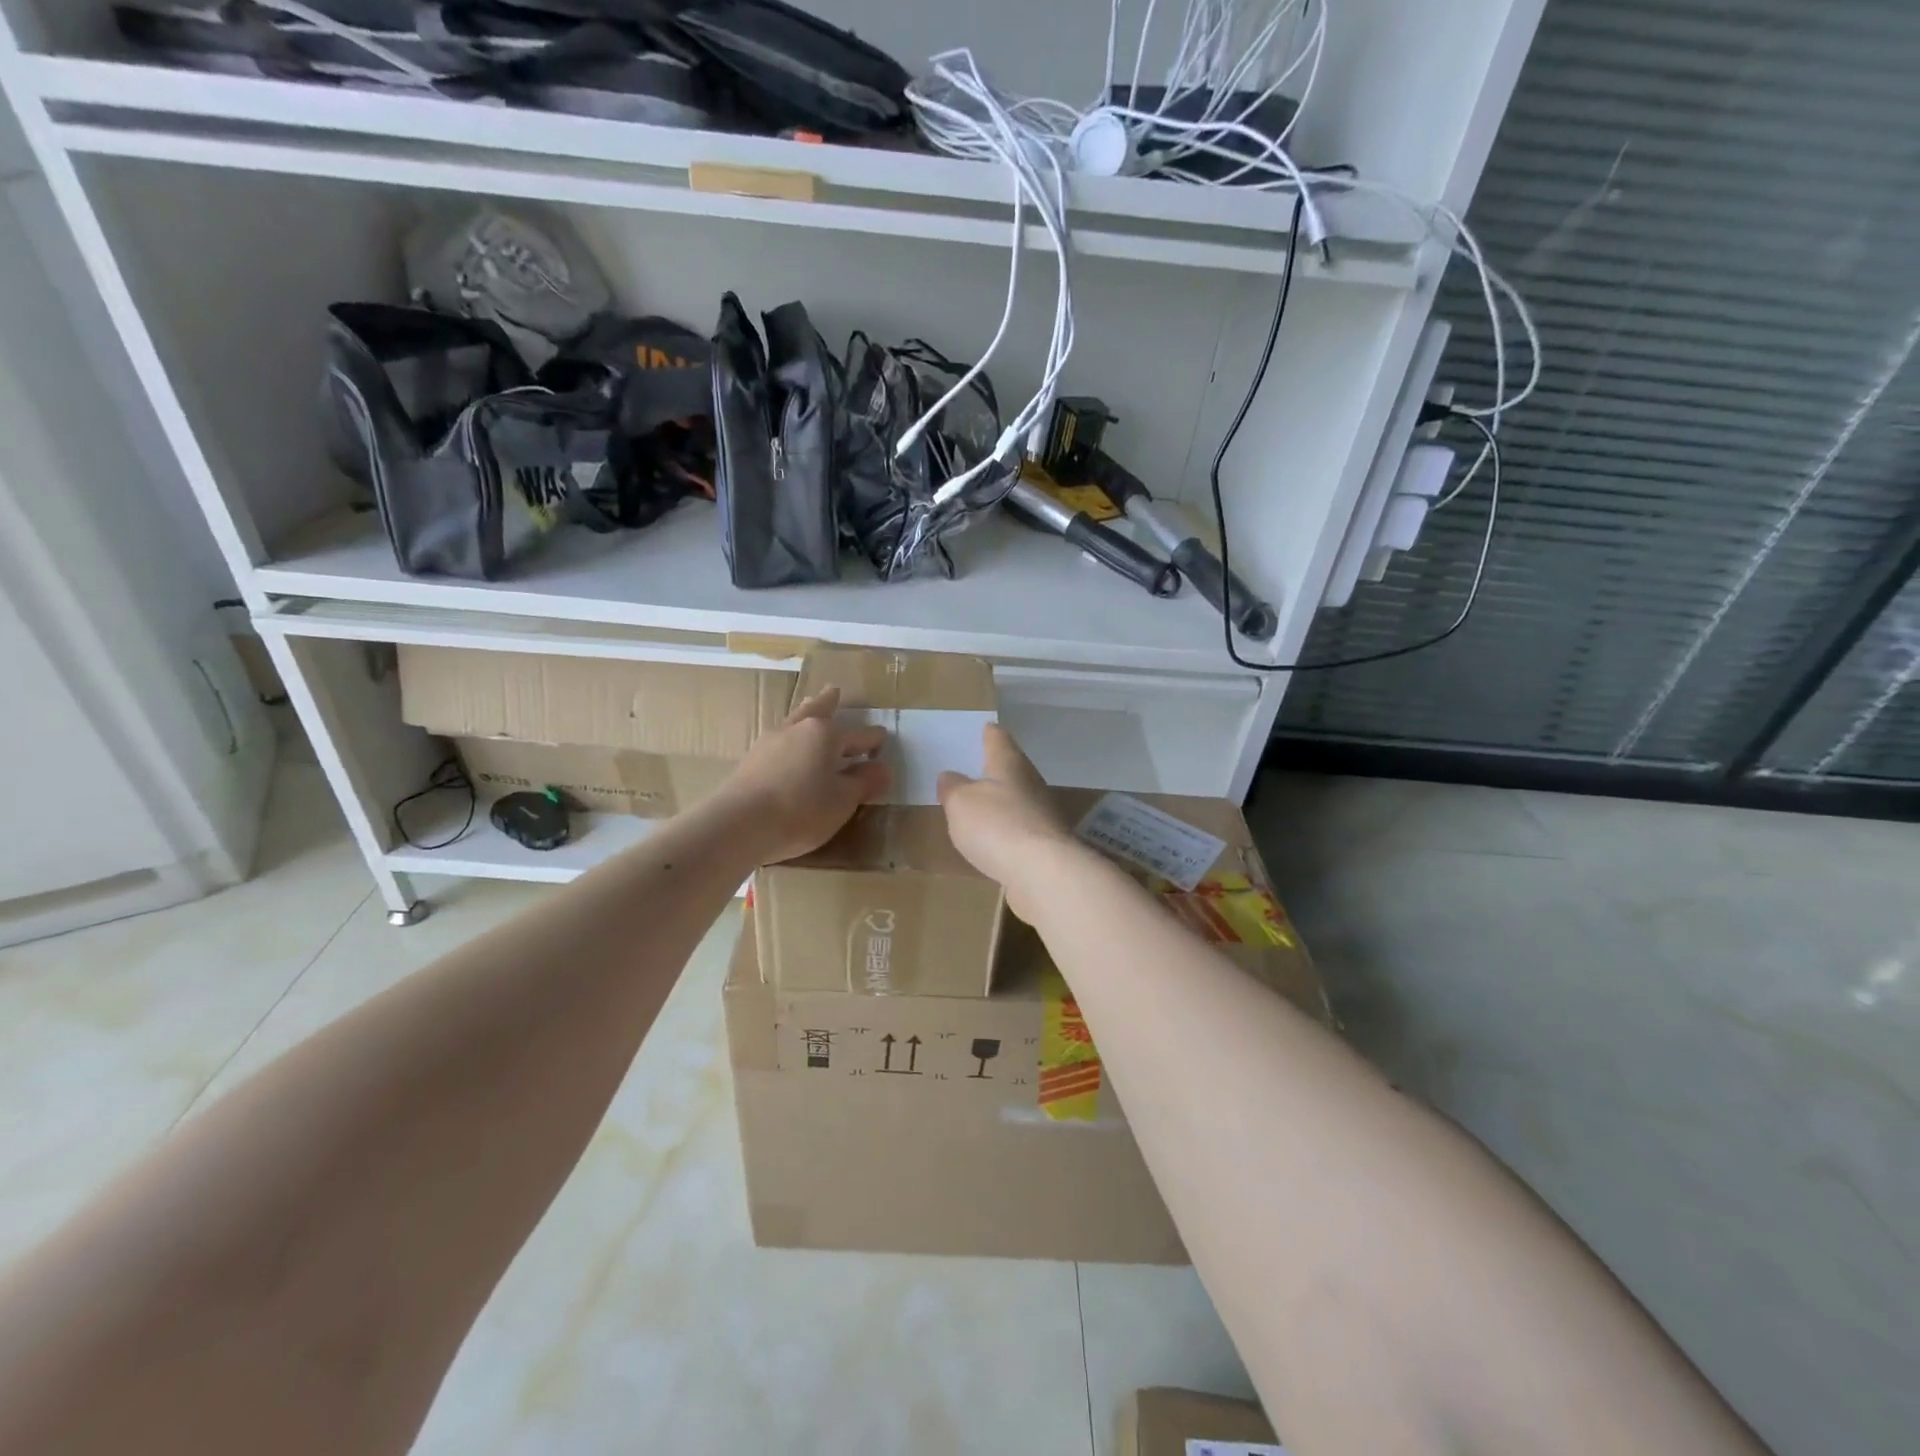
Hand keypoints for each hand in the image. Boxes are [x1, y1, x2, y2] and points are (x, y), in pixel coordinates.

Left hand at [715, 687, 891, 864]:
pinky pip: (778, 743)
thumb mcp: (842, 801)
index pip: (859, 735)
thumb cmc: (800, 809)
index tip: (882, 738)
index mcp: (825, 734)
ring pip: (794, 722)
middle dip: (828, 702)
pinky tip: (786, 748)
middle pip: (816, 711)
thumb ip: (863, 783)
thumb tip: (882, 768)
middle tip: (833, 690)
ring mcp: (769, 744)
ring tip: (807, 710)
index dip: (873, 740)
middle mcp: (797, 730)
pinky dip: (789, 741)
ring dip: (804, 714)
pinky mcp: (750, 762)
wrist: (738, 825)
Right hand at [937, 724, 1080, 922]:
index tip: (983, 728)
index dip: (989, 733)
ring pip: (1018, 799)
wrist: (1043, 873)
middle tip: (972, 771)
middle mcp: (1030, 782)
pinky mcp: (1045, 844)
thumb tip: (950, 776)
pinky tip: (994, 841)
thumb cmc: (997, 825)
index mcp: (1009, 763)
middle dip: (994, 769)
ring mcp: (1042, 814)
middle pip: (1011, 768)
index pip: (998, 738)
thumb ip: (952, 787)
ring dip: (1001, 802)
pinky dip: (1007, 830)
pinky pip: (1020, 829)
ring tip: (978, 808)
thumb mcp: (960, 802)